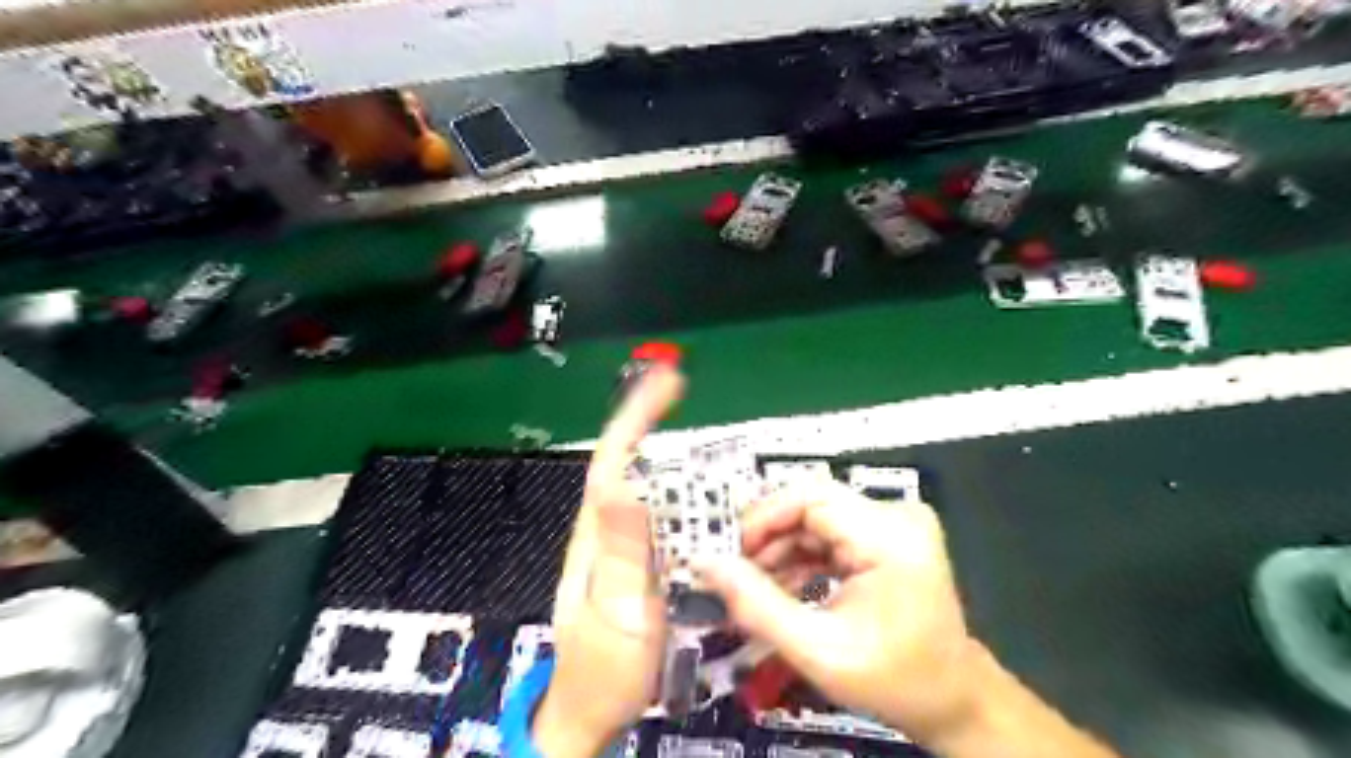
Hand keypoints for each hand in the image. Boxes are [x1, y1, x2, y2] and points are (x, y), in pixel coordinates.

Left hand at [534, 369, 686, 757]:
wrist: (592, 713)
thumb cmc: (603, 673)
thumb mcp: (616, 617)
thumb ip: (621, 555)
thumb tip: (624, 483)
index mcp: (599, 538)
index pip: (612, 463)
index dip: (635, 418)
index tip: (664, 382)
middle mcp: (608, 533)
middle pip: (628, 465)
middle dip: (652, 422)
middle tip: (684, 392)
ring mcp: (623, 548)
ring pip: (647, 490)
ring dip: (671, 454)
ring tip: (704, 434)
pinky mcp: (639, 564)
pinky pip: (662, 518)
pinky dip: (684, 495)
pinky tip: (709, 496)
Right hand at [695, 480, 982, 745]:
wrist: (953, 699)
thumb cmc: (892, 680)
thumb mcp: (817, 651)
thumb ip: (756, 605)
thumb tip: (704, 563)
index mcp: (890, 536)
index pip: (811, 497)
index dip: (763, 517)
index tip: (729, 552)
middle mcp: (896, 515)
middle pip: (811, 503)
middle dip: (768, 536)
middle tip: (735, 571)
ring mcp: (895, 521)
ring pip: (816, 516)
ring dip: (781, 547)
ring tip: (754, 584)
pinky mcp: (888, 533)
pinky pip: (831, 530)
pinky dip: (802, 554)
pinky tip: (782, 583)